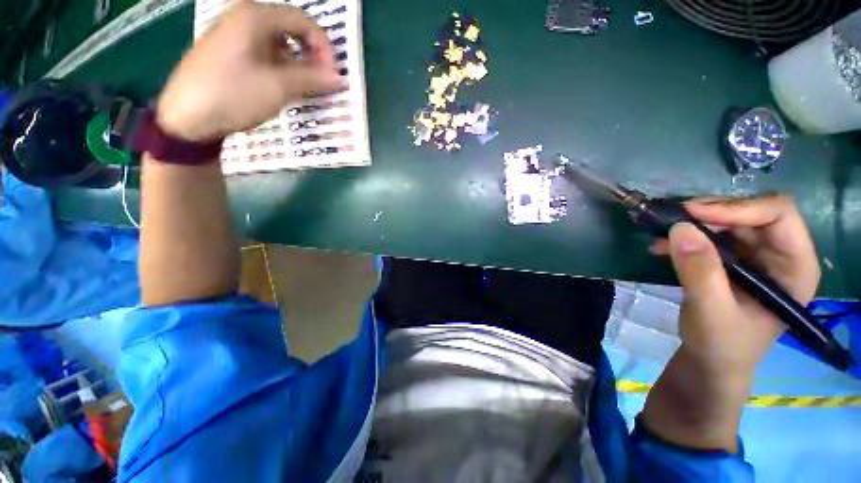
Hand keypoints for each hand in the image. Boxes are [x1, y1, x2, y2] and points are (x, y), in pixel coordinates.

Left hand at [156, 0, 343, 140]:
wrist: (186, 117)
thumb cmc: (233, 95)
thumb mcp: (278, 87)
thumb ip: (312, 79)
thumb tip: (340, 78)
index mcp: (254, 16)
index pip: (302, 20)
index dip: (323, 46)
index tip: (333, 74)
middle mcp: (243, 17)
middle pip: (290, 28)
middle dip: (311, 54)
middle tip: (321, 80)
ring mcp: (233, 33)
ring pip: (277, 41)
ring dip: (297, 62)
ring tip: (304, 86)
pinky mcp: (228, 50)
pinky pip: (264, 51)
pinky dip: (280, 66)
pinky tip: (282, 85)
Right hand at [642, 194, 819, 450]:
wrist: (711, 361)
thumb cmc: (722, 345)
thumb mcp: (711, 312)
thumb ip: (700, 272)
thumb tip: (679, 228)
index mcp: (795, 266)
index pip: (779, 215)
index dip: (739, 209)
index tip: (693, 214)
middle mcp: (779, 254)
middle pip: (751, 213)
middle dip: (711, 212)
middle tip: (673, 217)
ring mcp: (754, 257)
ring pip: (727, 221)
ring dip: (693, 223)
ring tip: (660, 232)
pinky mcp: (730, 262)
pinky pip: (709, 236)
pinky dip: (684, 237)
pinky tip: (661, 246)